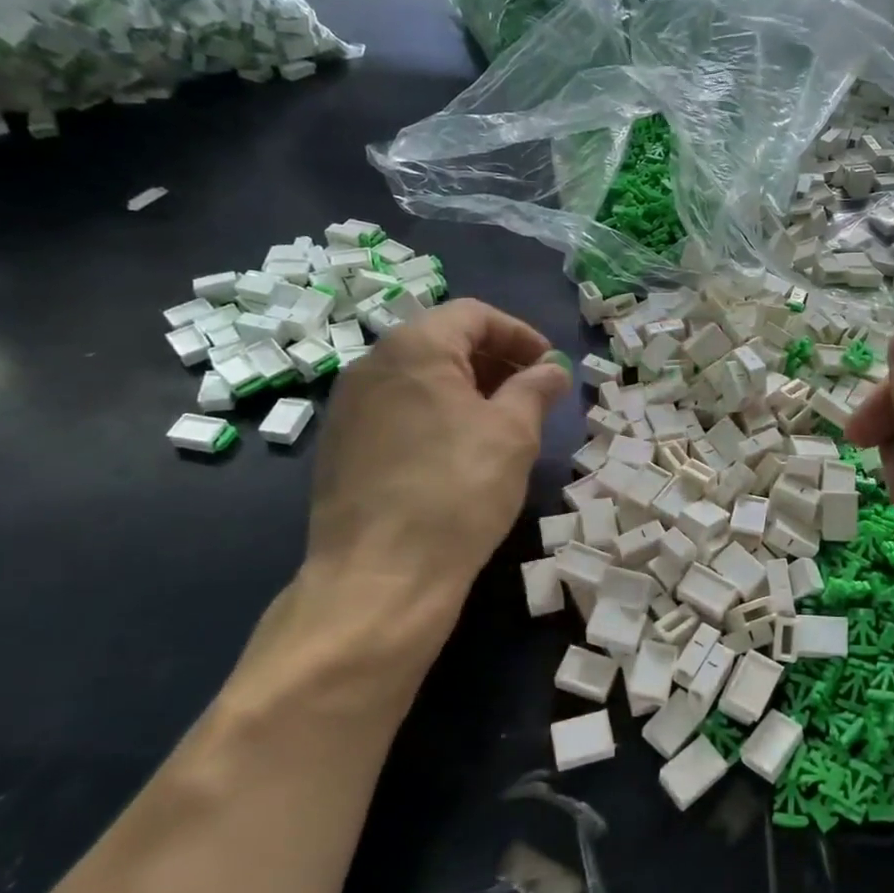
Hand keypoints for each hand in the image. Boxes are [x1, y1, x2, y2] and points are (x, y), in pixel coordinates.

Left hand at [304, 299, 569, 625]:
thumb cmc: (458, 491)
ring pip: (419, 378)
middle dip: (496, 361)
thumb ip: (536, 388)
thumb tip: (552, 369)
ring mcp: (348, 407)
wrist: (380, 577)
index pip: (474, 315)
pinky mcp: (340, 447)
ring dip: (468, 389)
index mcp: (413, 347)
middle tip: (533, 395)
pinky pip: (398, 410)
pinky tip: (459, 454)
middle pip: (443, 341)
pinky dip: (436, 415)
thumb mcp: (513, 433)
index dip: (520, 335)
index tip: (550, 368)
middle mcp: (371, 365)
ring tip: (503, 425)